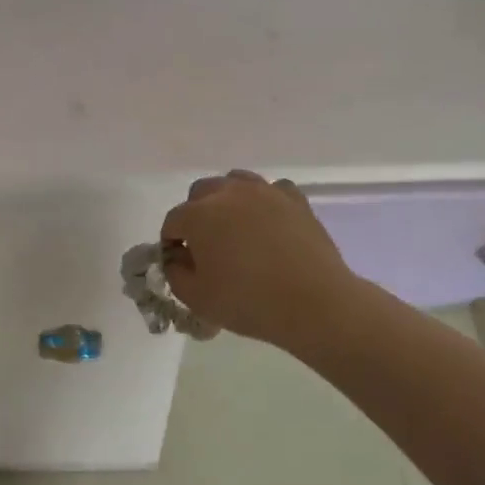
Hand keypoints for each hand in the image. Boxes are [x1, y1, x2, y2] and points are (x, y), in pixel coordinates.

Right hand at [160, 171, 352, 347]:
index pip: (172, 221)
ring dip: (228, 201)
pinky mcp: (295, 199)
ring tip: (236, 230)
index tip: (180, 264)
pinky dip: (264, 202)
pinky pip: (271, 190)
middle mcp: (228, 193)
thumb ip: (174, 273)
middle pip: (200, 193)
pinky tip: (268, 223)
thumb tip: (177, 257)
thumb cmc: (247, 302)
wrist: (313, 303)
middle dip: (196, 215)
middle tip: (206, 246)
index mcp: (198, 215)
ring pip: (235, 182)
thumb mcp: (196, 298)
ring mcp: (265, 192)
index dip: (171, 243)